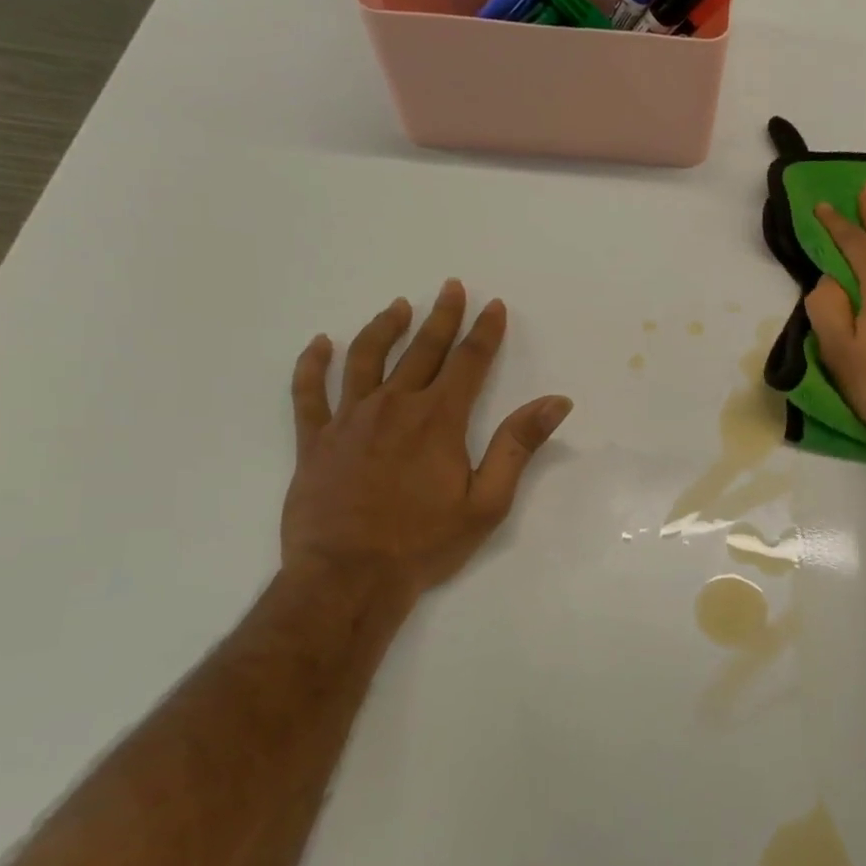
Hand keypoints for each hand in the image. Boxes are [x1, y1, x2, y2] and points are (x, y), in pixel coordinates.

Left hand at [282, 279, 572, 602]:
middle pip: (422, 349)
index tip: (493, 304)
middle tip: (451, 288)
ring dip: (384, 328)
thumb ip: (518, 446)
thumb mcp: (487, 501)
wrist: (347, 578)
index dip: (484, 331)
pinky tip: (319, 345)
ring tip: (397, 306)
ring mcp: (349, 420)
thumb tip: (556, 401)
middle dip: (442, 316)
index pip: (469, 362)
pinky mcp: (315, 441)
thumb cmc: (423, 543)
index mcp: (438, 419)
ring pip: (365, 358)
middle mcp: (394, 406)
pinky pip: (309, 393)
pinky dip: (312, 365)